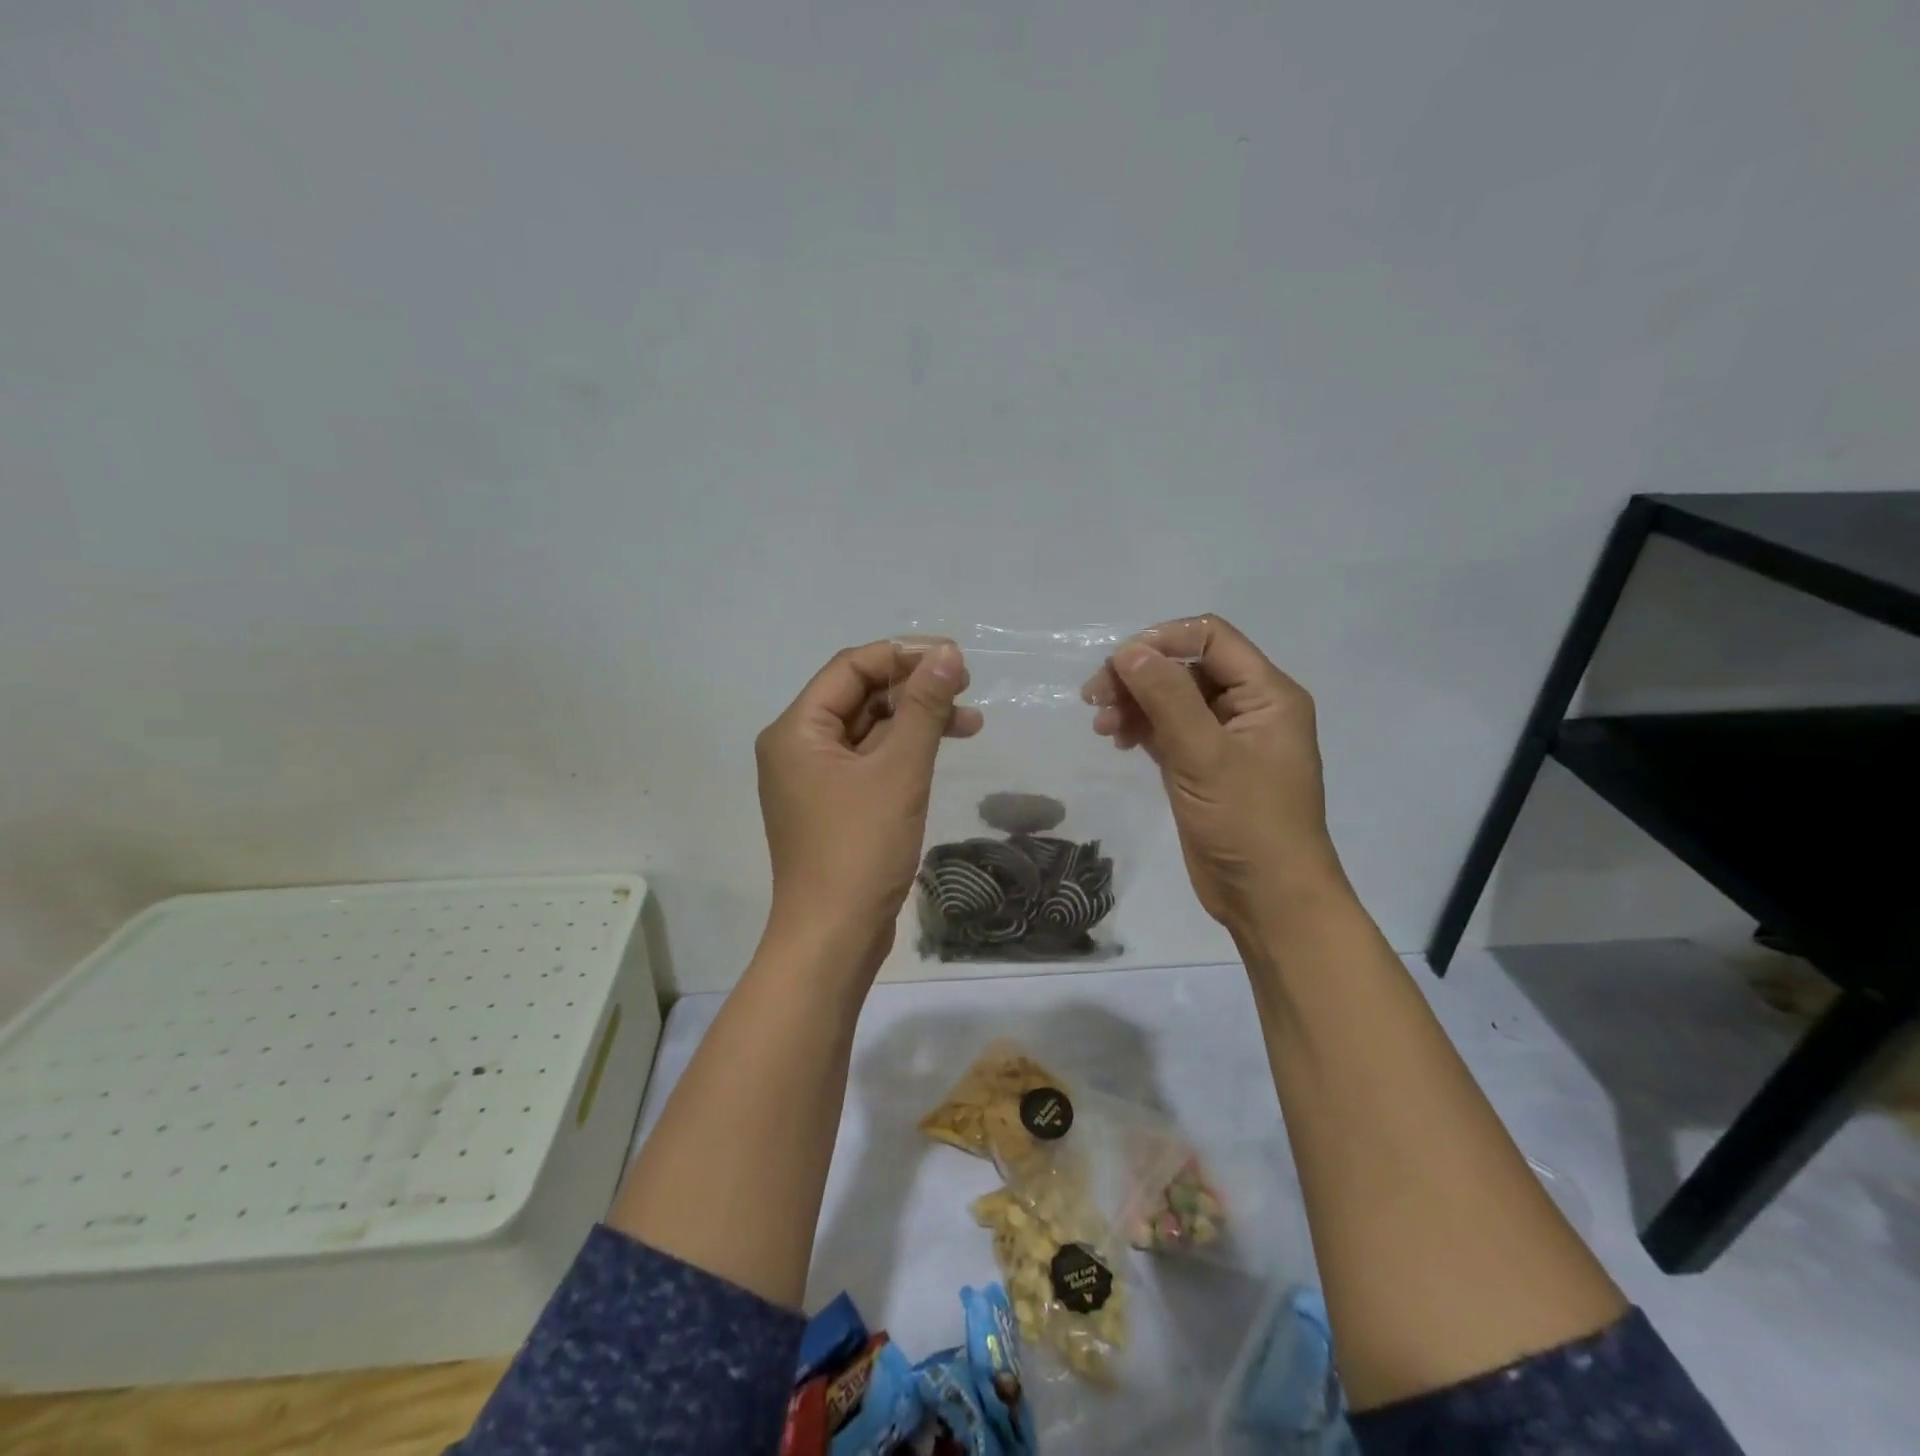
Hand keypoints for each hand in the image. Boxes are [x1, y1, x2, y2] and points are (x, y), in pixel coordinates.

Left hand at [756, 640, 981, 974]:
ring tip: (970, 723)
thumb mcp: (899, 771)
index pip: (850, 668)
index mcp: (796, 730)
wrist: (834, 937)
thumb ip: (924, 707)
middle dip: (913, 689)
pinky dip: (904, 752)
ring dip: (915, 721)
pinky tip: (940, 750)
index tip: (955, 659)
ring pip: (868, 730)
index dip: (903, 656)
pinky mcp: (833, 805)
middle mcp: (797, 747)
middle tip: (967, 689)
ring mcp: (813, 779)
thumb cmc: (860, 848)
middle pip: (858, 696)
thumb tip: (947, 654)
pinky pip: (869, 761)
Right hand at [1081, 614, 1344, 930]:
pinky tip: (1117, 740)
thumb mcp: (1205, 755)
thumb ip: (1167, 698)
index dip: (1162, 640)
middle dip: (1140, 675)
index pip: (1211, 638)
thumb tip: (1128, 651)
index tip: (1118, 664)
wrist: (1269, 899)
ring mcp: (1225, 739)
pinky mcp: (1204, 767)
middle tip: (1094, 697)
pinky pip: (1169, 731)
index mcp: (1267, 694)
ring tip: (1101, 725)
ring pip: (1173, 700)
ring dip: (1135, 703)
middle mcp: (1249, 708)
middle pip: (1187, 667)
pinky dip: (1142, 729)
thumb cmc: (1247, 823)